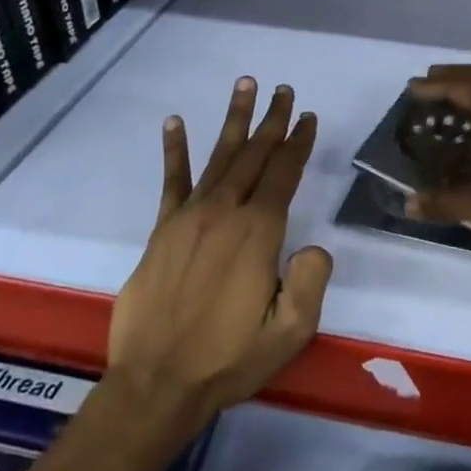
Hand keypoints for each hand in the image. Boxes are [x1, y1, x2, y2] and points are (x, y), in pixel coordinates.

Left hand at [107, 78, 332, 433]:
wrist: (155, 385)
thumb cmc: (228, 359)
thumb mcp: (289, 332)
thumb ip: (311, 283)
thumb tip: (314, 247)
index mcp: (258, 232)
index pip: (284, 174)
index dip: (299, 143)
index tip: (309, 118)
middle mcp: (225, 212)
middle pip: (254, 155)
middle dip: (273, 121)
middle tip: (284, 91)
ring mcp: (189, 217)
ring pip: (219, 156)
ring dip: (234, 120)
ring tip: (245, 85)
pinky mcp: (162, 230)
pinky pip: (172, 181)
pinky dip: (175, 150)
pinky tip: (174, 122)